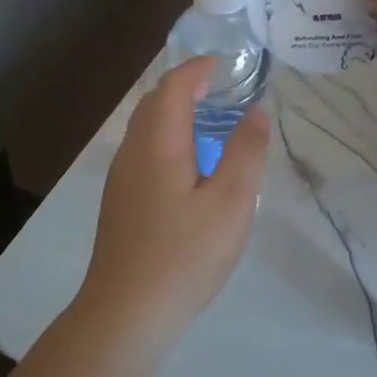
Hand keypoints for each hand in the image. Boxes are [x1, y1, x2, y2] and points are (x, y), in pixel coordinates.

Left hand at [76, 56, 270, 343]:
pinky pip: (142, 150)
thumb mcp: (231, 203)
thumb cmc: (184, 255)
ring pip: (145, 128)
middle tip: (220, 88)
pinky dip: (166, 138)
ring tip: (208, 122)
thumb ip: (245, 152)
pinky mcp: (119, 201)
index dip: (198, 68)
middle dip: (185, 86)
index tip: (225, 64)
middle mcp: (133, 151)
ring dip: (174, 112)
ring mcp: (121, 177)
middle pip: (154, 102)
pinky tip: (187, 166)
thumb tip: (257, 112)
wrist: (126, 312)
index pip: (174, 86)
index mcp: (158, 143)